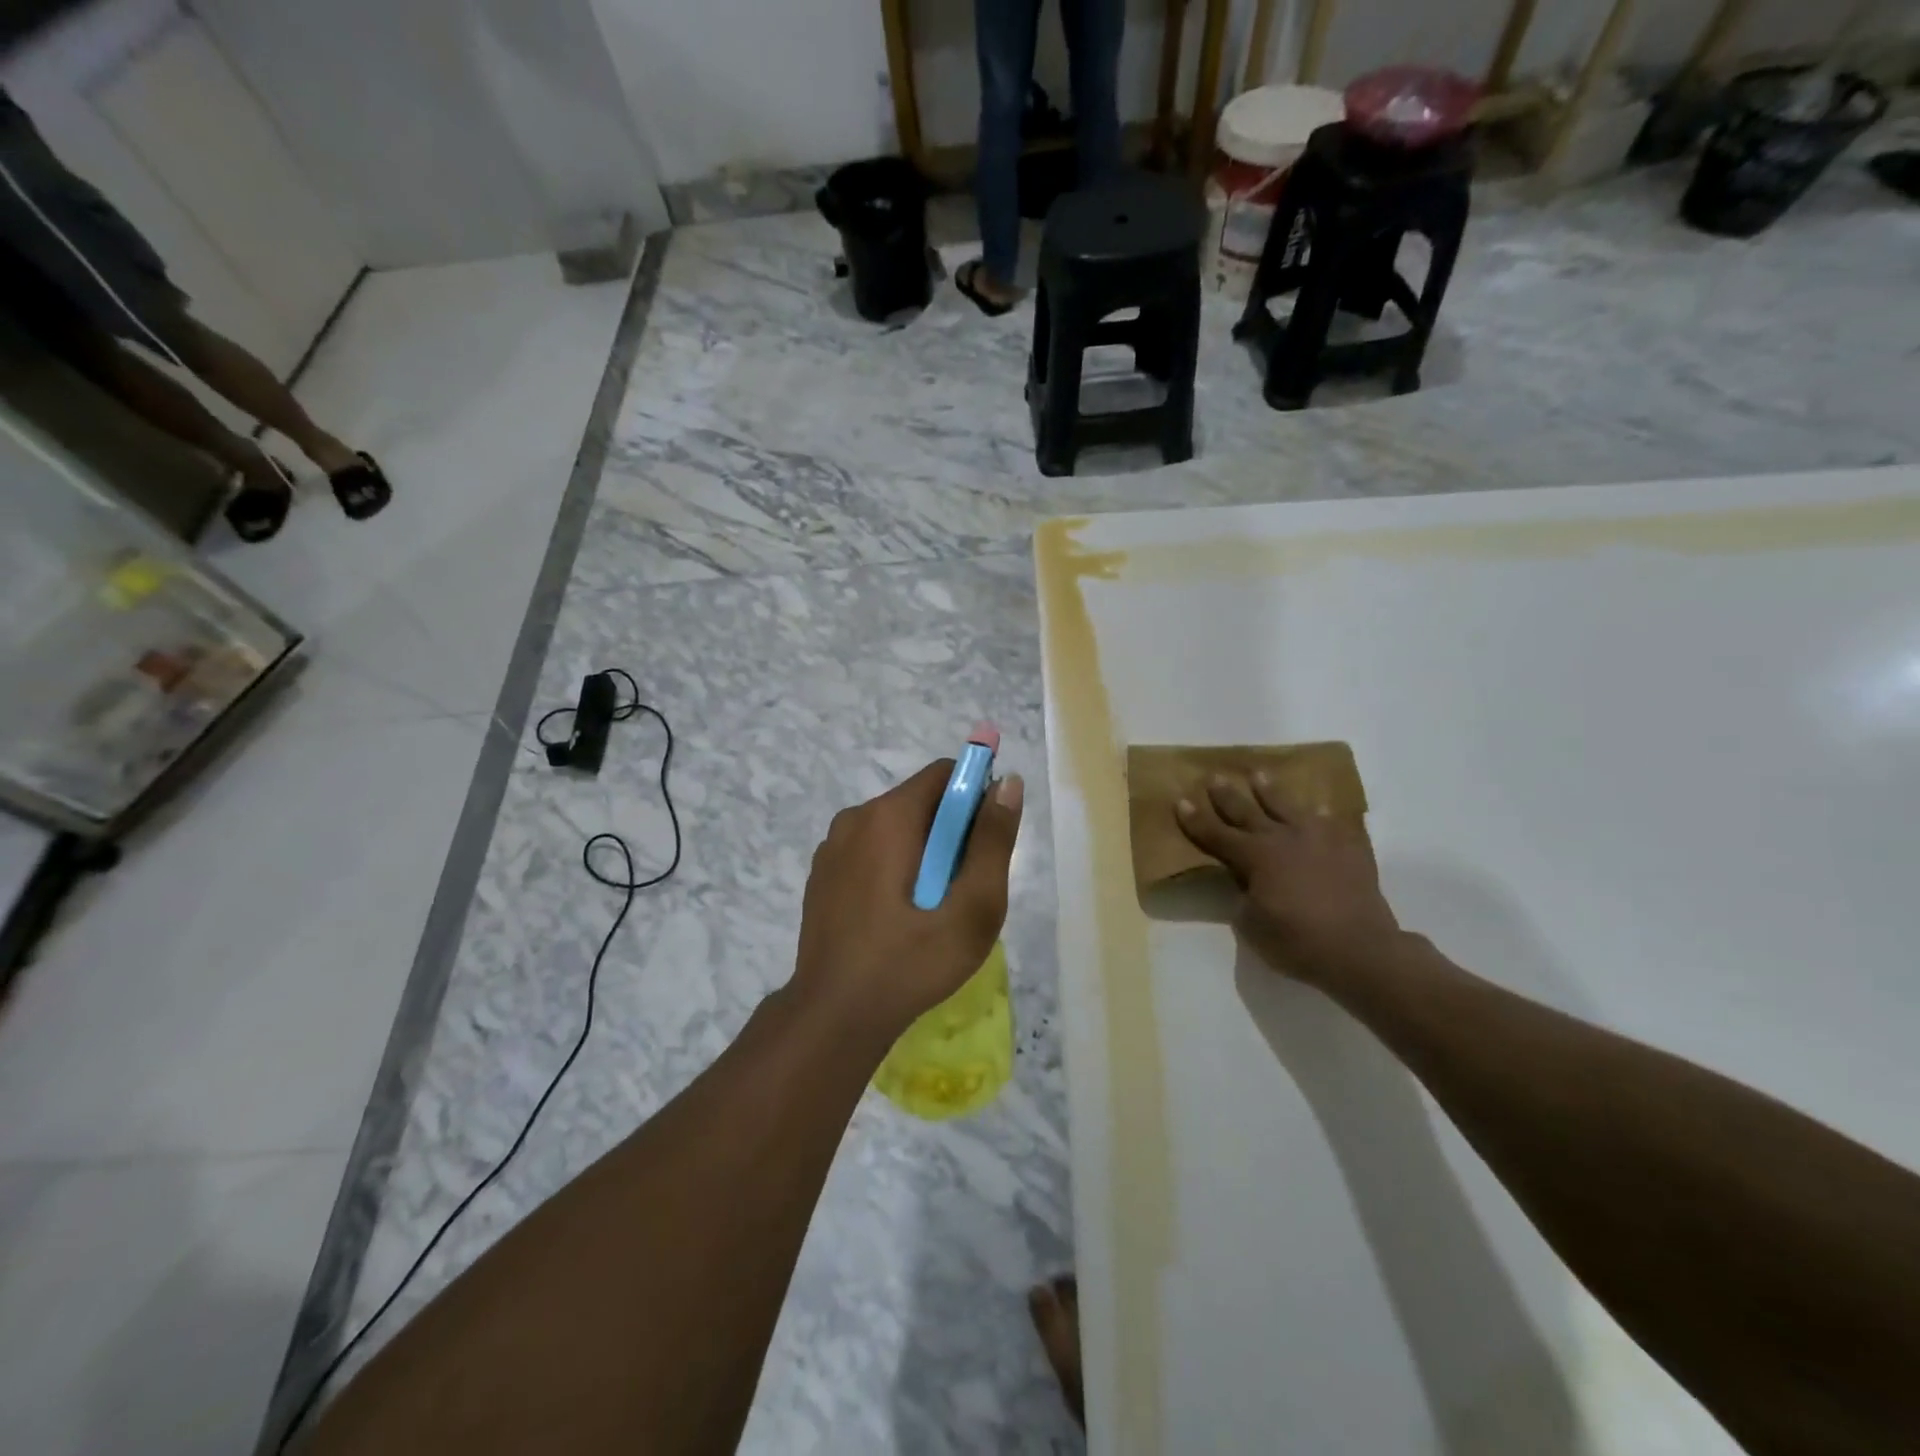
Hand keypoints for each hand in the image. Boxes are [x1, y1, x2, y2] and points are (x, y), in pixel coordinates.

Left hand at [792, 759, 1023, 1042]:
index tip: (985, 846)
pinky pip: (871, 852)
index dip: (976, 799)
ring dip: (923, 854)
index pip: (945, 774)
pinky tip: (897, 919)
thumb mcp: (972, 907)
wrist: (833, 1016)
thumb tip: (1007, 782)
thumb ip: (992, 841)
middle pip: (921, 802)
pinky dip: (893, 869)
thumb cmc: (910, 961)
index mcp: (888, 816)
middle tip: (961, 891)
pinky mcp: (822, 874)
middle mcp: (855, 818)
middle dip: (951, 834)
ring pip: (896, 829)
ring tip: (931, 911)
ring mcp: (832, 847)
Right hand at [1176, 772, 1401, 985]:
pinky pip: (1333, 824)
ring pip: (1288, 807)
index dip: (1196, 820)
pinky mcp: (1348, 849)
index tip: (1181, 800)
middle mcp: (1283, 839)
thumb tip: (1246, 884)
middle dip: (1227, 796)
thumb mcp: (1251, 924)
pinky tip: (1322, 809)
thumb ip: (1243, 897)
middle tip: (1214, 776)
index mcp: (1254, 857)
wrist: (1360, 949)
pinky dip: (1324, 816)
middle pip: (1248, 812)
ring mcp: (1318, 839)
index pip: (1216, 835)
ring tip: (1260, 775)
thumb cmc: (1296, 941)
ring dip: (1271, 791)